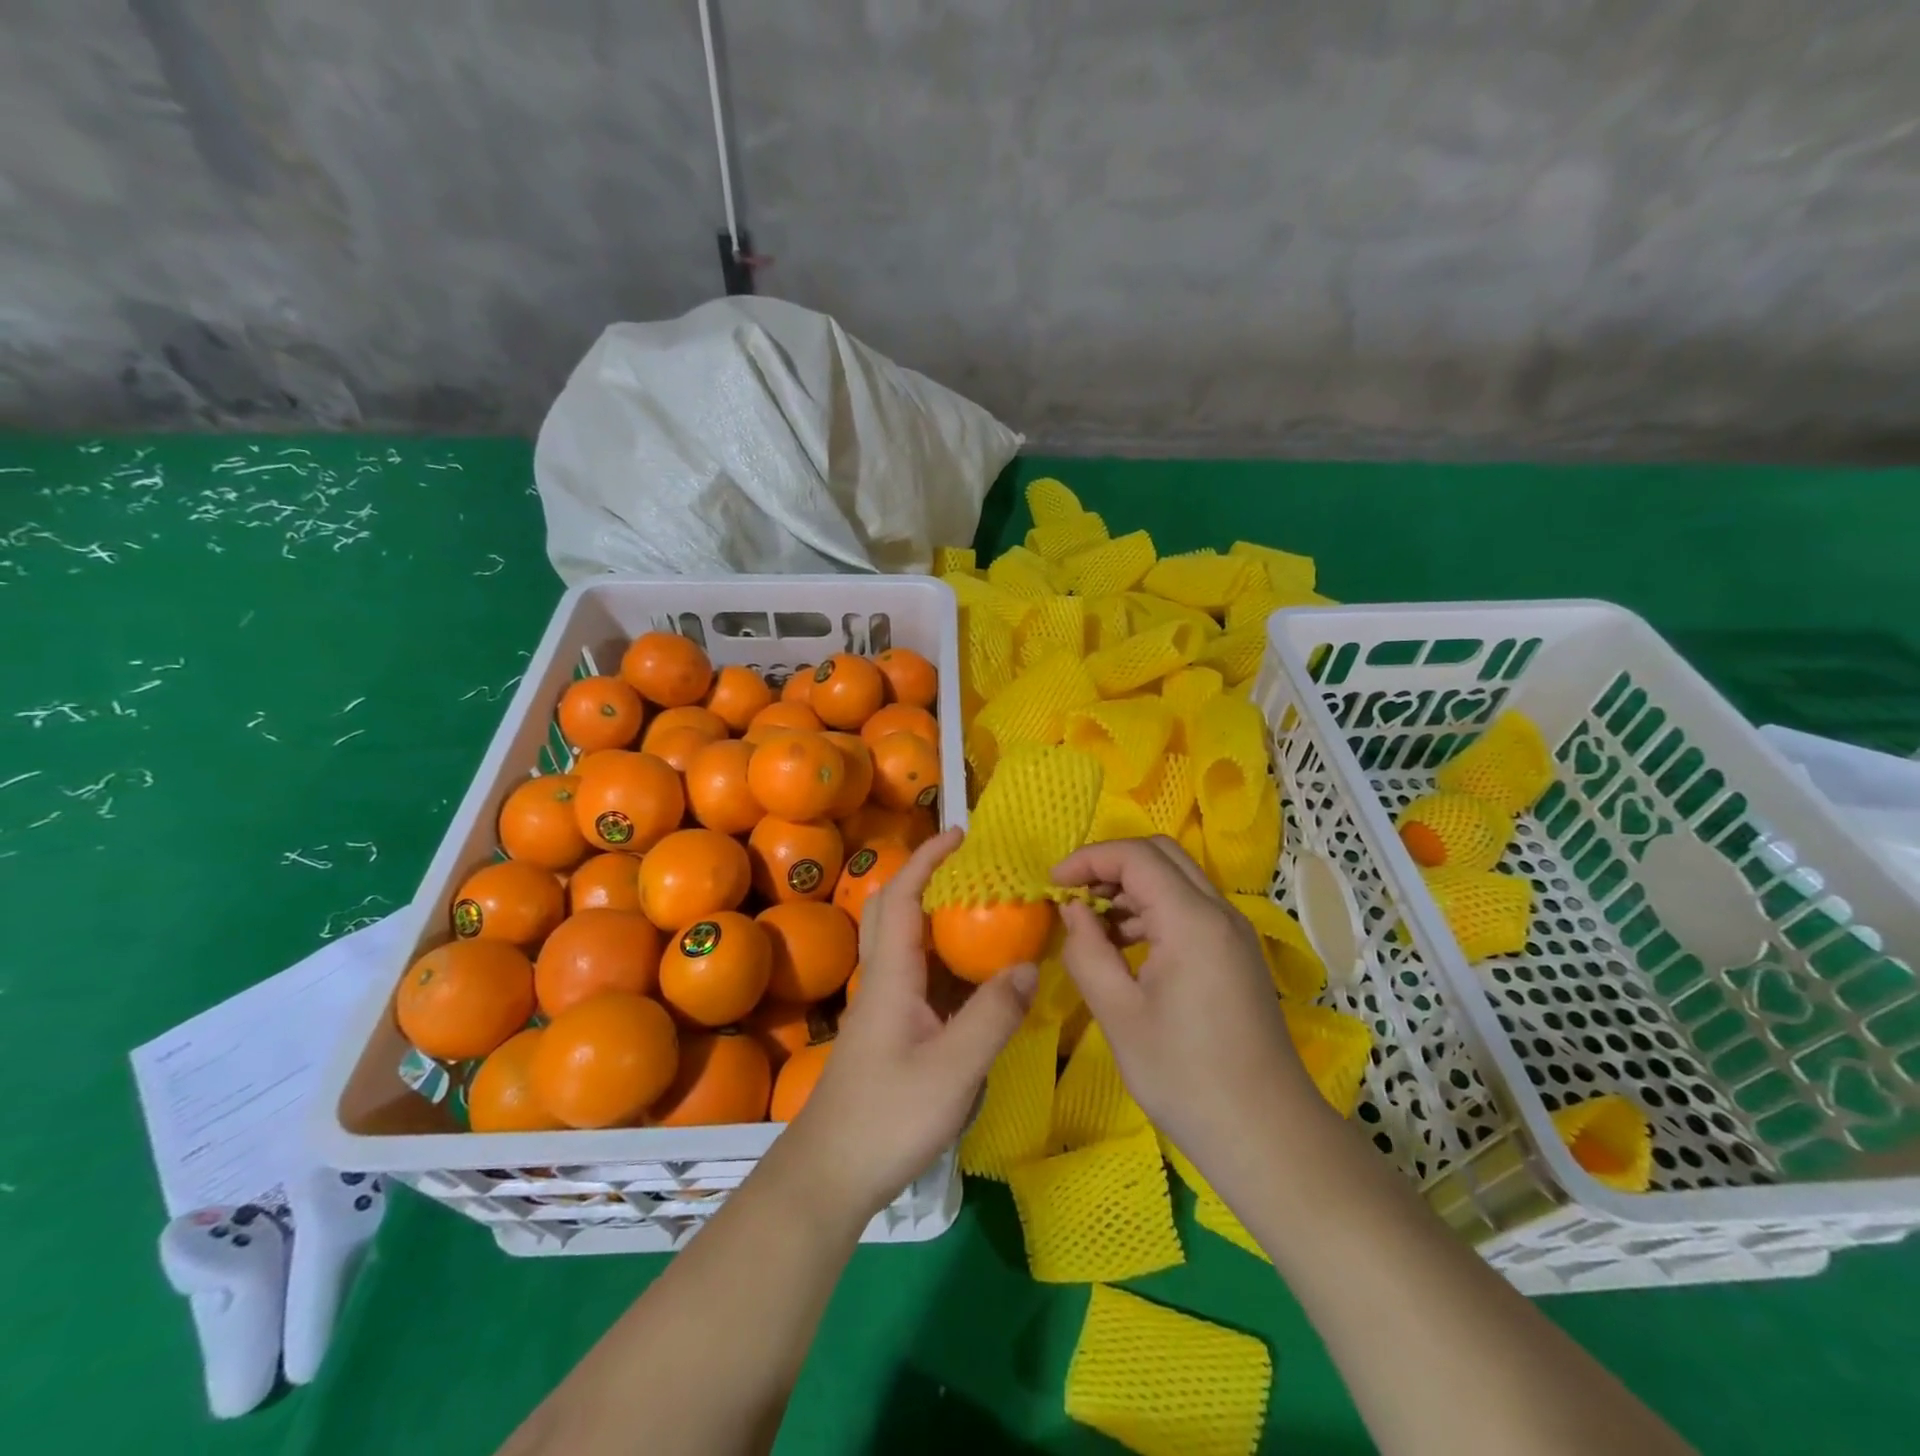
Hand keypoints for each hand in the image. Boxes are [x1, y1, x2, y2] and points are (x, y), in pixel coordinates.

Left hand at [782, 828, 1037, 1223]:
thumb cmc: (887, 1117)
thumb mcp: (953, 1070)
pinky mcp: (888, 1028)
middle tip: (972, 867)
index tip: (962, 834)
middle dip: (927, 875)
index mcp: (891, 973)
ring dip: (934, 912)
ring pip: (903, 939)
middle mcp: (882, 978)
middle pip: (895, 907)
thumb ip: (993, 1016)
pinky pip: (915, 972)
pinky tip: (972, 973)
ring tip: (981, 909)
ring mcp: (882, 1004)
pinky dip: (940, 953)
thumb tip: (1031, 964)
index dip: (929, 858)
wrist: (830, 1174)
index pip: (904, 894)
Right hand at [1052, 836, 1327, 1166]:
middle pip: (1160, 854)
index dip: (1088, 859)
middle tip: (1073, 896)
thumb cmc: (1185, 1076)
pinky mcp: (1235, 953)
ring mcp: (1233, 932)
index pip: (1135, 856)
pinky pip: (1189, 908)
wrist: (1267, 1134)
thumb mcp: (1119, 1014)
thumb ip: (1087, 952)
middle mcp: (1219, 912)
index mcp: (1192, 921)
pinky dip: (1151, 910)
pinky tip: (1125, 947)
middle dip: (1110, 864)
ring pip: (1176, 879)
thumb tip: (1072, 910)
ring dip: (1130, 887)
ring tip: (1092, 926)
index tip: (1052, 884)